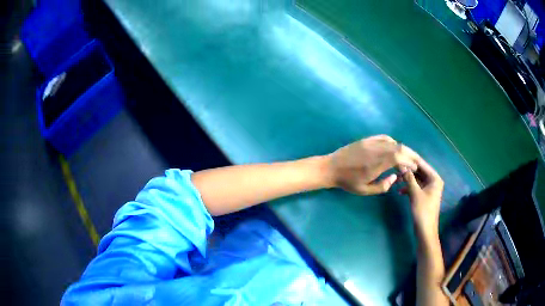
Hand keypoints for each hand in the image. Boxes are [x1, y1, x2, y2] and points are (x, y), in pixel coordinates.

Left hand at [327, 135, 419, 194]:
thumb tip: (395, 177)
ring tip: (407, 157)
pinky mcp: (367, 139)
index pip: (398, 158)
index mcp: (376, 164)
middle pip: (399, 148)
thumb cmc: (348, 182)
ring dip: (402, 149)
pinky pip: (384, 138)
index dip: (408, 161)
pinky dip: (393, 143)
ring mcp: (371, 143)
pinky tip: (395, 149)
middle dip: (410, 154)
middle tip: (416, 162)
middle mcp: (376, 151)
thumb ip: (382, 186)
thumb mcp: (365, 190)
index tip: (413, 168)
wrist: (331, 168)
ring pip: (393, 142)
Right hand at [402, 159, 443, 236]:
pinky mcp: (424, 196)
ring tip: (396, 180)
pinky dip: (409, 188)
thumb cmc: (422, 210)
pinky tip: (400, 191)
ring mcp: (429, 189)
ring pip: (417, 180)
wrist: (425, 230)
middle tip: (396, 168)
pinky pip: (416, 187)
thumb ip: (409, 178)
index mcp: (435, 179)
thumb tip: (403, 166)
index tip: (400, 155)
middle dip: (408, 171)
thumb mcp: (415, 193)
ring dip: (407, 180)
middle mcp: (433, 181)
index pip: (422, 165)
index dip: (412, 161)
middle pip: (419, 172)